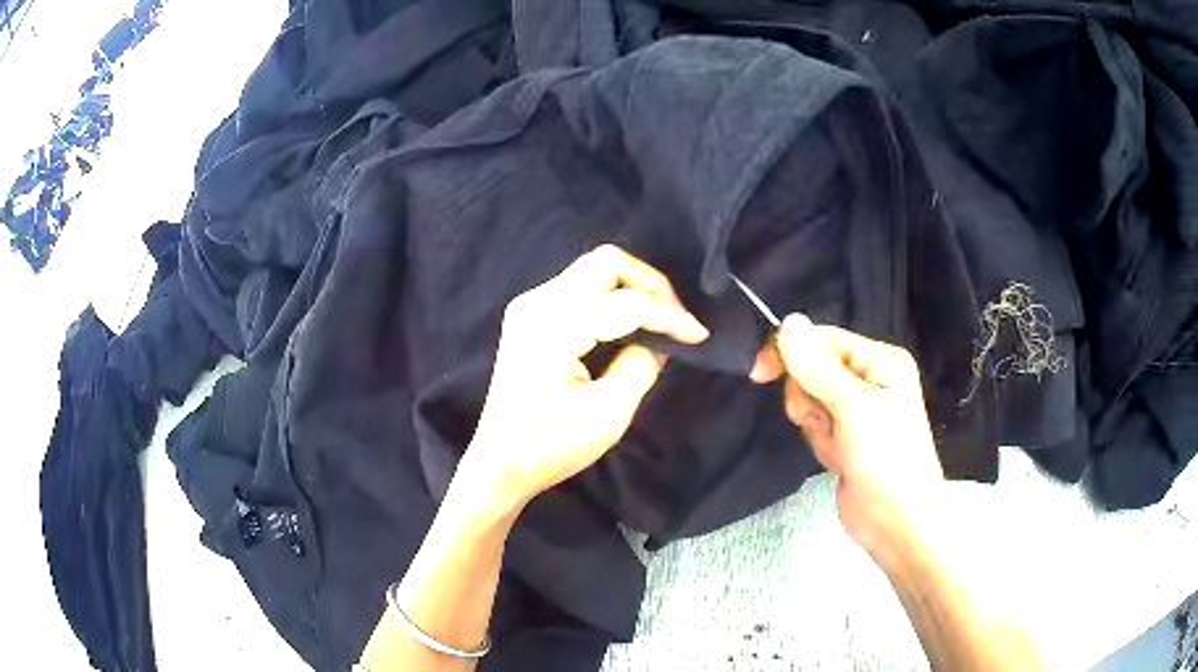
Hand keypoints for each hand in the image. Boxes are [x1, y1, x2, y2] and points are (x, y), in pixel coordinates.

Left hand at [461, 245, 708, 515]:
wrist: (500, 462)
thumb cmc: (551, 446)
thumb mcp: (608, 413)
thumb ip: (642, 365)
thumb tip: (660, 339)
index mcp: (554, 327)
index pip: (626, 303)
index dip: (669, 316)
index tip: (700, 336)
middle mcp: (538, 302)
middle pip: (607, 263)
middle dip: (650, 286)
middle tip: (676, 320)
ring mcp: (530, 305)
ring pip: (594, 270)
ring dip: (632, 288)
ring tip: (659, 322)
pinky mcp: (531, 315)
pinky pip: (580, 287)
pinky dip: (611, 297)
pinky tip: (628, 324)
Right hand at [750, 315, 943, 559]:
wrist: (896, 522)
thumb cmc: (884, 459)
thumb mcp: (851, 407)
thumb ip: (817, 366)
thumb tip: (789, 320)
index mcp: (880, 361)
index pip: (825, 339)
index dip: (792, 352)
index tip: (759, 373)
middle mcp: (870, 380)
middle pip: (814, 369)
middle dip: (809, 398)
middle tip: (826, 422)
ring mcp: (858, 412)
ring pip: (811, 400)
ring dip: (816, 424)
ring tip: (838, 447)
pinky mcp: (847, 438)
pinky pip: (817, 425)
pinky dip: (820, 442)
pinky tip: (837, 460)